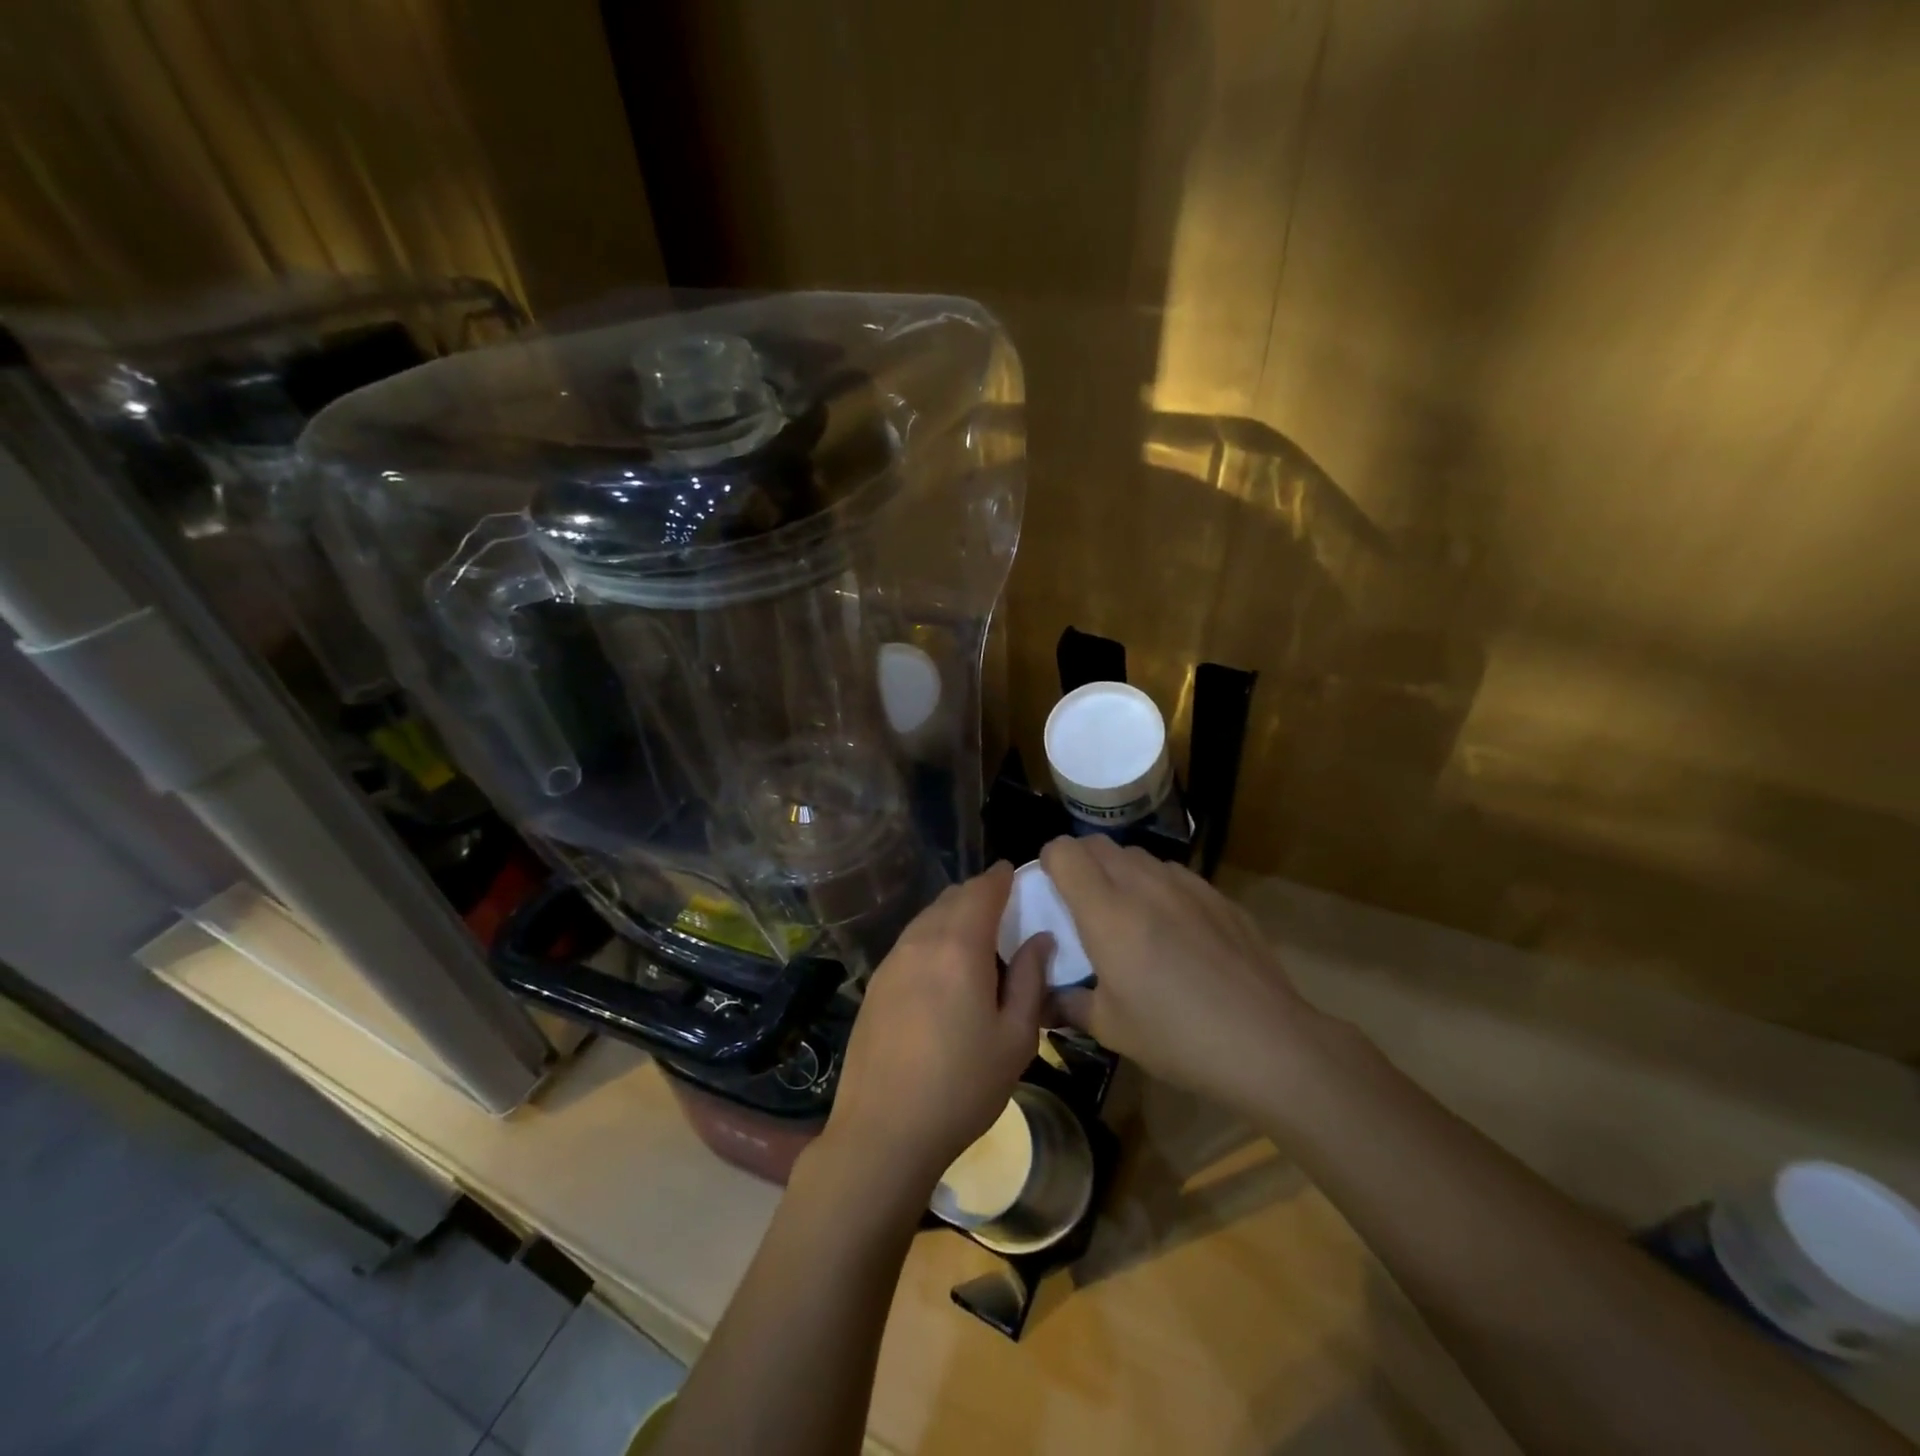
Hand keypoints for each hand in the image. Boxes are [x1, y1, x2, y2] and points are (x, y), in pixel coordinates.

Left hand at [820, 863, 1049, 1199]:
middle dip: (978, 893)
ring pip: (927, 918)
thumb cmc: (962, 1086)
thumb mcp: (1015, 1038)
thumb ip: (1029, 980)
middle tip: (1003, 906)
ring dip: (953, 914)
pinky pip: (911, 941)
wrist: (884, 1130)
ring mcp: (892, 961)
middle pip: (952, 898)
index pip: (982, 891)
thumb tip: (1040, 939)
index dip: (1000, 877)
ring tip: (976, 934)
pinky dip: (932, 936)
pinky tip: (943, 965)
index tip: (1014, 872)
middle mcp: (921, 941)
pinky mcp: (876, 983)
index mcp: (959, 947)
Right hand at [1040, 835, 1318, 1115]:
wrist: (1268, 1043)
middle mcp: (1143, 884)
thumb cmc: (1177, 1037)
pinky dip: (1158, 888)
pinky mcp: (1218, 895)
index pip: (1064, 851)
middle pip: (1098, 844)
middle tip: (1081, 903)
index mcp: (1107, 912)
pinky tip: (1174, 931)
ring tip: (1128, 915)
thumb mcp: (1110, 1028)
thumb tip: (1040, 1000)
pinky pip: (1174, 875)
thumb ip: (1066, 1004)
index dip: (1049, 862)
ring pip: (1138, 856)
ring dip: (1120, 873)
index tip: (1049, 891)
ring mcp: (1186, 885)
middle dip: (1080, 862)